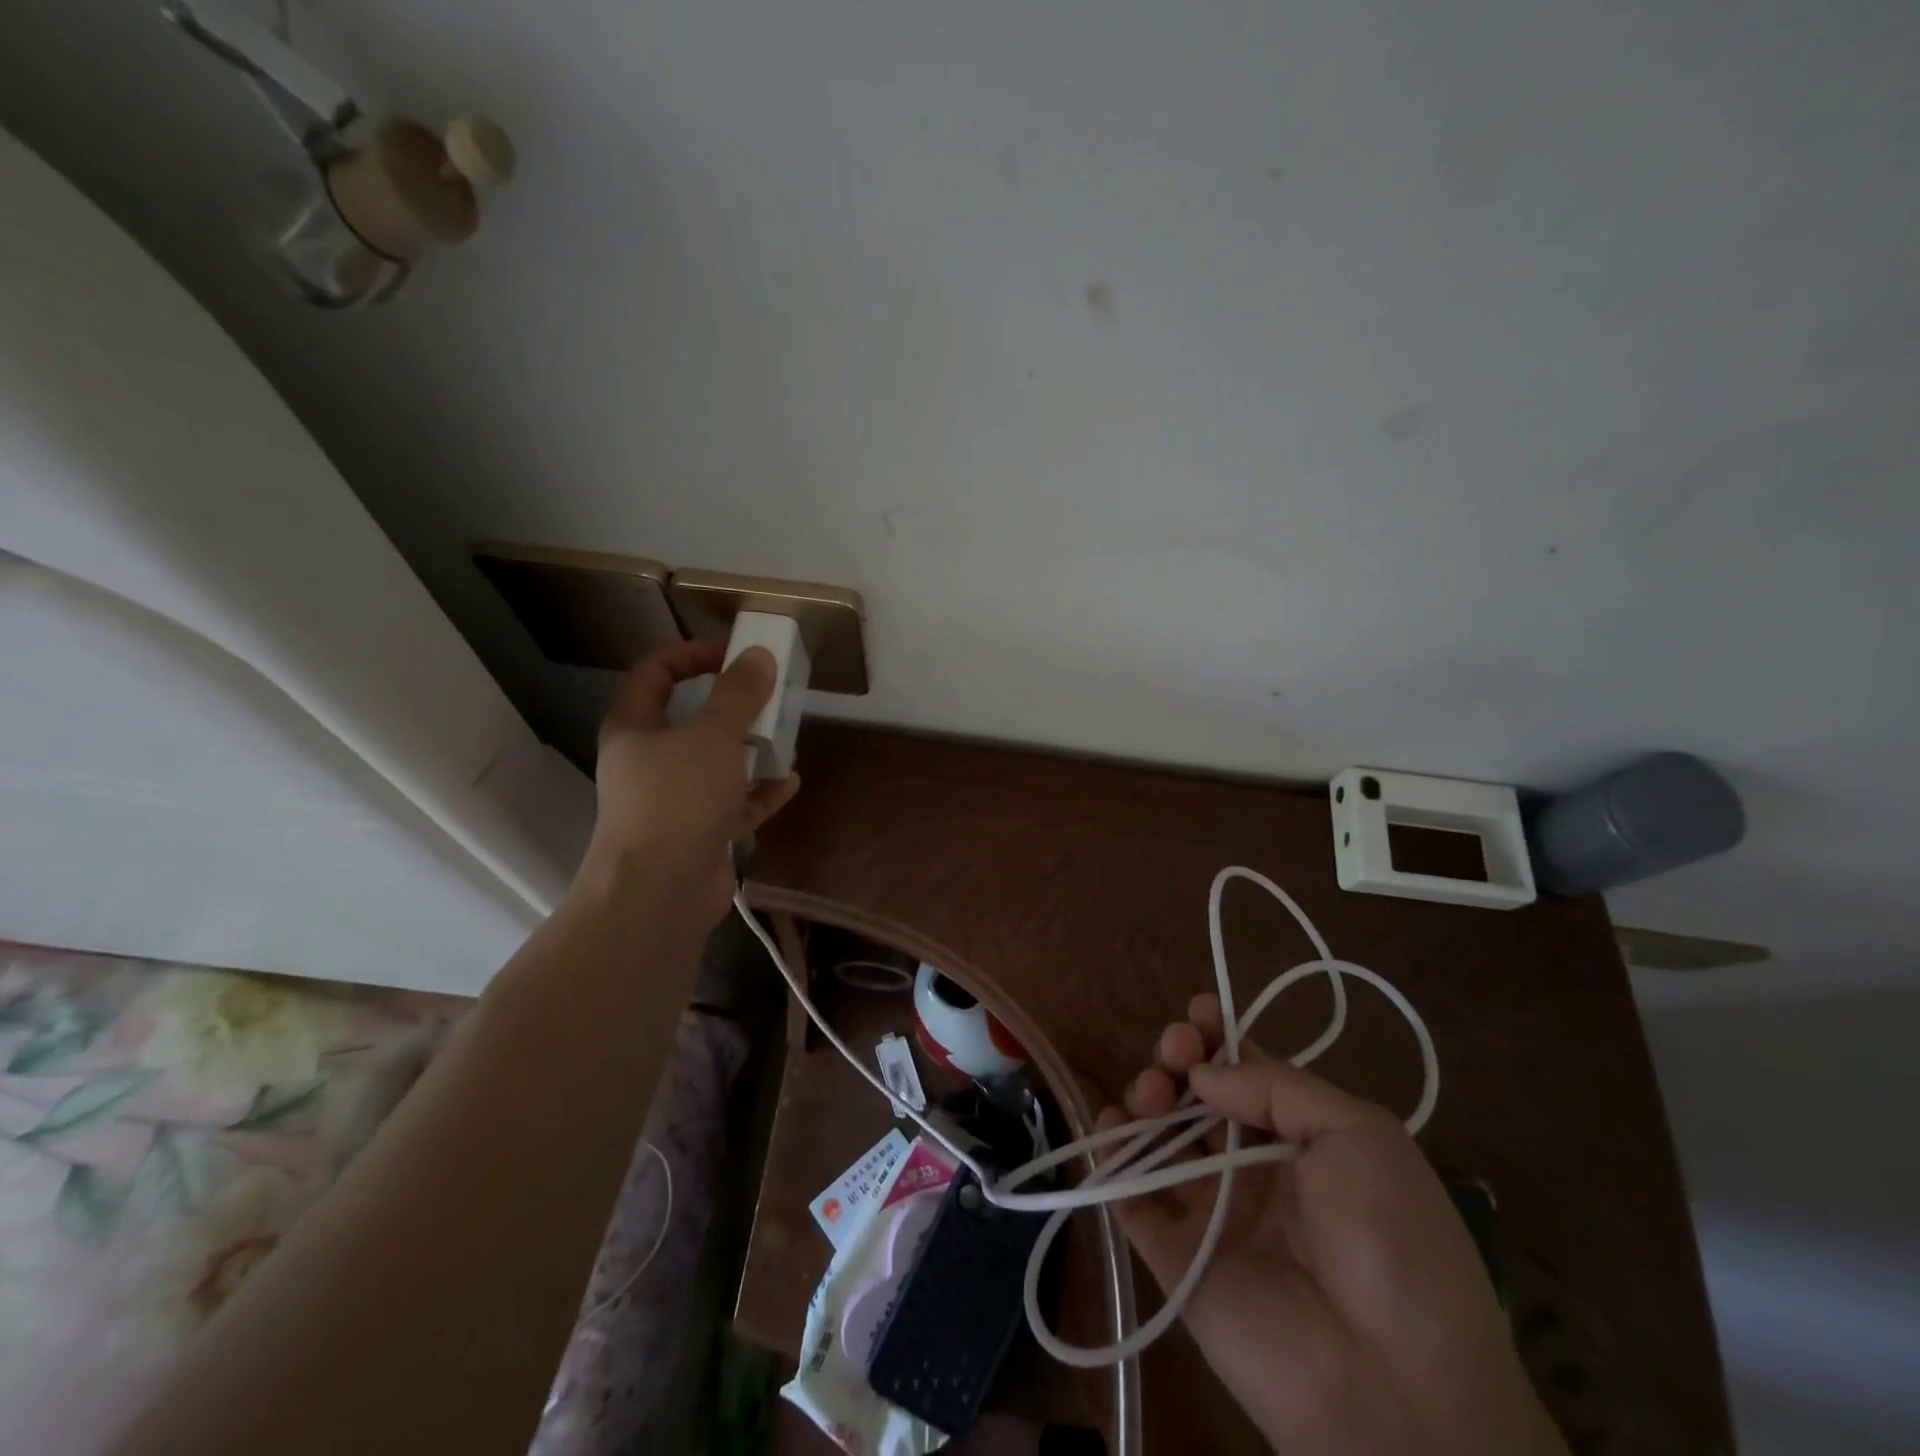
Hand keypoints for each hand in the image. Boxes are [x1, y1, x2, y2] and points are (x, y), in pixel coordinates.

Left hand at [576, 640, 799, 924]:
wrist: (659, 892)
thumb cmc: (677, 799)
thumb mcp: (712, 735)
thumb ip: (738, 694)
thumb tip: (759, 655)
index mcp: (634, 728)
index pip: (656, 672)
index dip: (693, 654)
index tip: (736, 652)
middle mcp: (648, 762)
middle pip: (691, 720)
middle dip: (734, 708)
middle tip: (771, 698)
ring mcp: (672, 802)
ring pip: (716, 765)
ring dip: (752, 752)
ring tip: (787, 741)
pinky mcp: (697, 835)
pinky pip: (733, 804)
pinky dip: (759, 793)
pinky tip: (789, 784)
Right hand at [1097, 996, 1566, 1455]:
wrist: (1396, 1386)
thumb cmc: (1391, 1239)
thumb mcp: (1360, 1134)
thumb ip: (1276, 1087)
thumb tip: (1201, 1073)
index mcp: (1300, 1137)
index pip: (1245, 1071)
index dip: (1217, 1037)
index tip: (1197, 1013)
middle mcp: (1251, 1166)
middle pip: (1196, 1096)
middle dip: (1178, 1058)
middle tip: (1174, 1051)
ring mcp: (1211, 1210)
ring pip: (1160, 1137)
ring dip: (1145, 1097)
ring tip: (1151, 1092)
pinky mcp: (1175, 1255)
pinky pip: (1131, 1197)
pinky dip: (1110, 1158)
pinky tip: (1109, 1127)